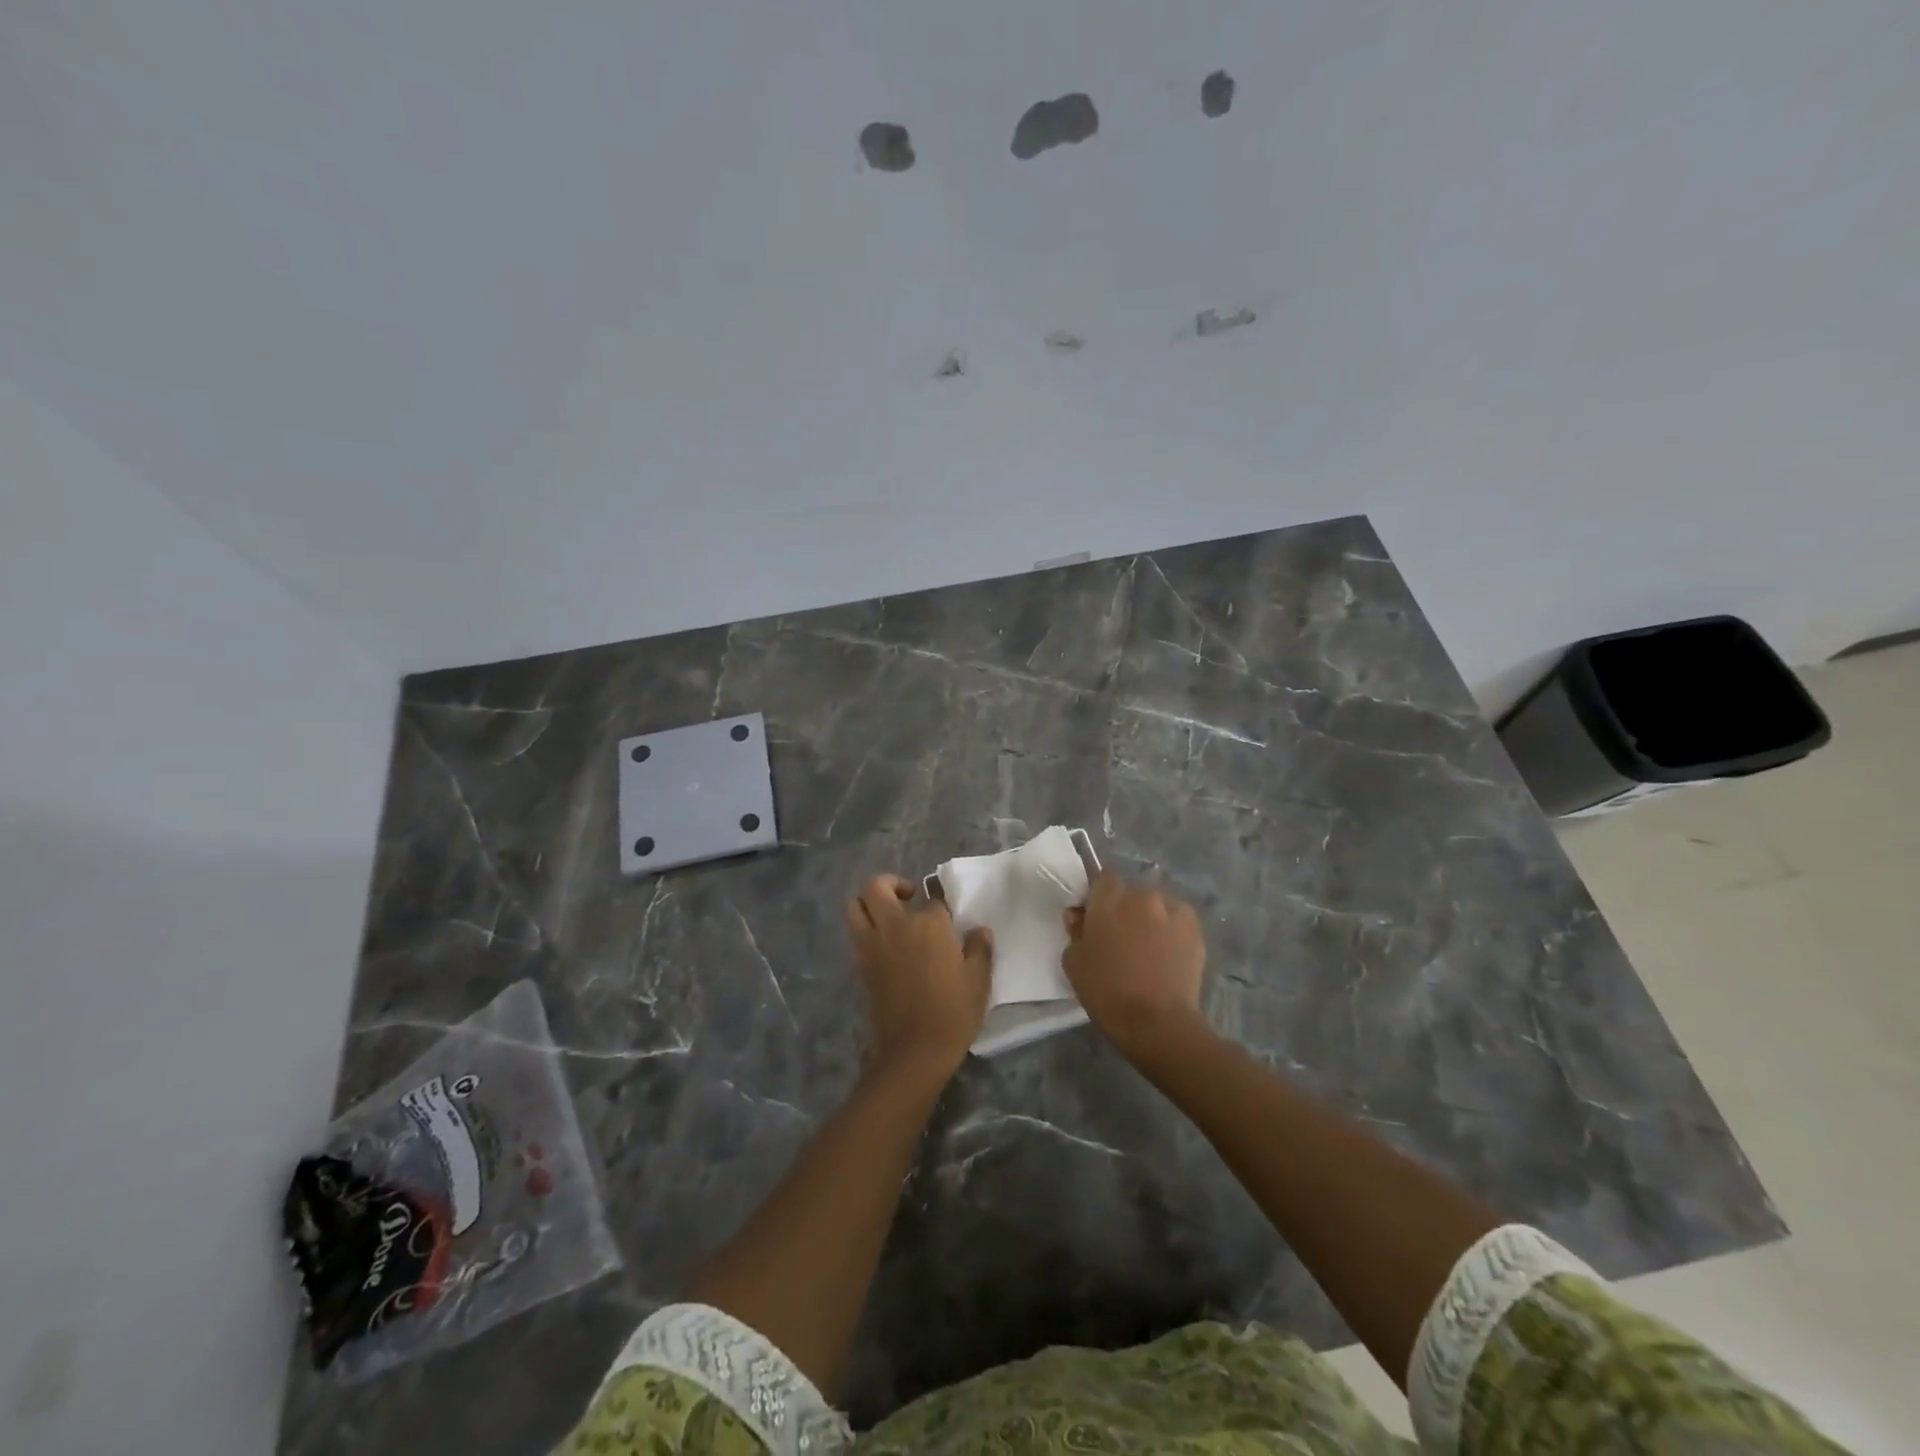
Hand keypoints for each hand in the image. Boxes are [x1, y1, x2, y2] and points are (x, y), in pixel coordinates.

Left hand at [846, 874, 992, 1085]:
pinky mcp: (860, 965)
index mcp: (928, 924)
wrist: (914, 1051)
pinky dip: (865, 929)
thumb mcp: (978, 981)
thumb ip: (980, 949)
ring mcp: (872, 945)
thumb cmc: (953, 1013)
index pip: (933, 900)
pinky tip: (885, 944)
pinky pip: (855, 934)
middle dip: (892, 884)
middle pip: (877, 887)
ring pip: (856, 906)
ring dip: (869, 903)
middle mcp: (895, 926)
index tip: (948, 919)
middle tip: (909, 897)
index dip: (941, 907)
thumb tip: (979, 930)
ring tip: (889, 915)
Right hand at [1062, 873, 1206, 1058]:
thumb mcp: (1074, 962)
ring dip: (1150, 920)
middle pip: (1130, 894)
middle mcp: (1142, 896)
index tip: (1095, 919)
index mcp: (1109, 899)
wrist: (1158, 1023)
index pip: (1102, 879)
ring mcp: (1173, 910)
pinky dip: (1171, 932)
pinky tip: (1168, 957)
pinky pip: (1177, 922)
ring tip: (1149, 951)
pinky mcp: (1195, 929)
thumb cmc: (1107, 992)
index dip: (1098, 897)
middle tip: (1121, 940)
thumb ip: (1075, 931)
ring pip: (1156, 907)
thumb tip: (1079, 915)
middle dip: (1125, 910)